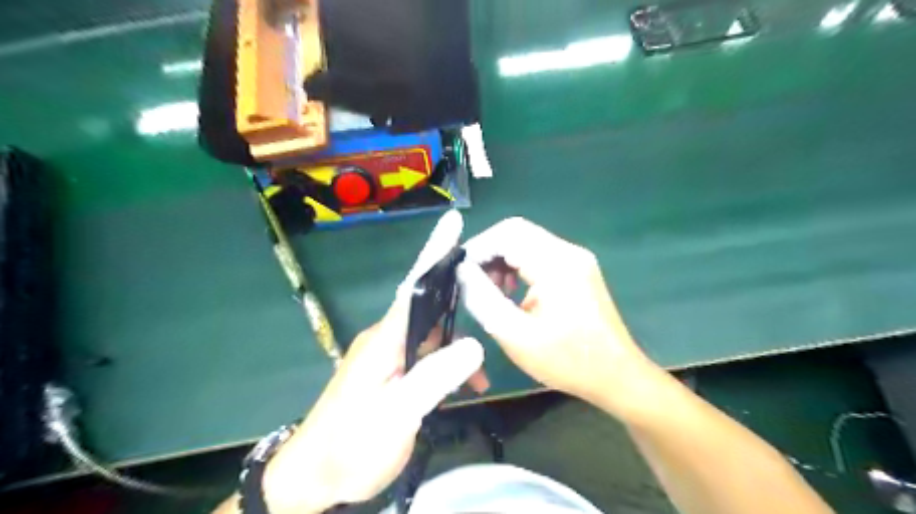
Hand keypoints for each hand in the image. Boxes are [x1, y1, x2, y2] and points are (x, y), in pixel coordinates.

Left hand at [264, 210, 486, 513]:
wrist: (314, 477)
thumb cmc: (352, 445)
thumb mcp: (398, 415)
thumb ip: (434, 378)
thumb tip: (474, 345)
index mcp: (385, 338)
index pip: (414, 286)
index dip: (434, 253)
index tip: (452, 224)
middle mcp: (386, 338)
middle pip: (427, 306)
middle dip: (457, 297)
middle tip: (488, 297)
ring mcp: (387, 356)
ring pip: (429, 335)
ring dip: (455, 346)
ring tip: (482, 373)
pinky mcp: (390, 373)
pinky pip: (424, 357)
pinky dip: (444, 365)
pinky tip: (461, 387)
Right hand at [456, 218, 658, 421]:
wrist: (618, 377)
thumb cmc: (567, 361)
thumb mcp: (515, 335)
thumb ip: (483, 298)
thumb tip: (461, 270)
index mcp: (556, 263)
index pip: (507, 233)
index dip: (478, 247)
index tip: (458, 271)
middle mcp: (568, 251)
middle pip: (517, 232)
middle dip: (489, 253)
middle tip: (473, 282)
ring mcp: (576, 259)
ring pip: (527, 242)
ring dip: (503, 259)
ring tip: (491, 290)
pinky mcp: (578, 269)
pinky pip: (540, 255)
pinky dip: (519, 266)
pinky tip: (512, 292)